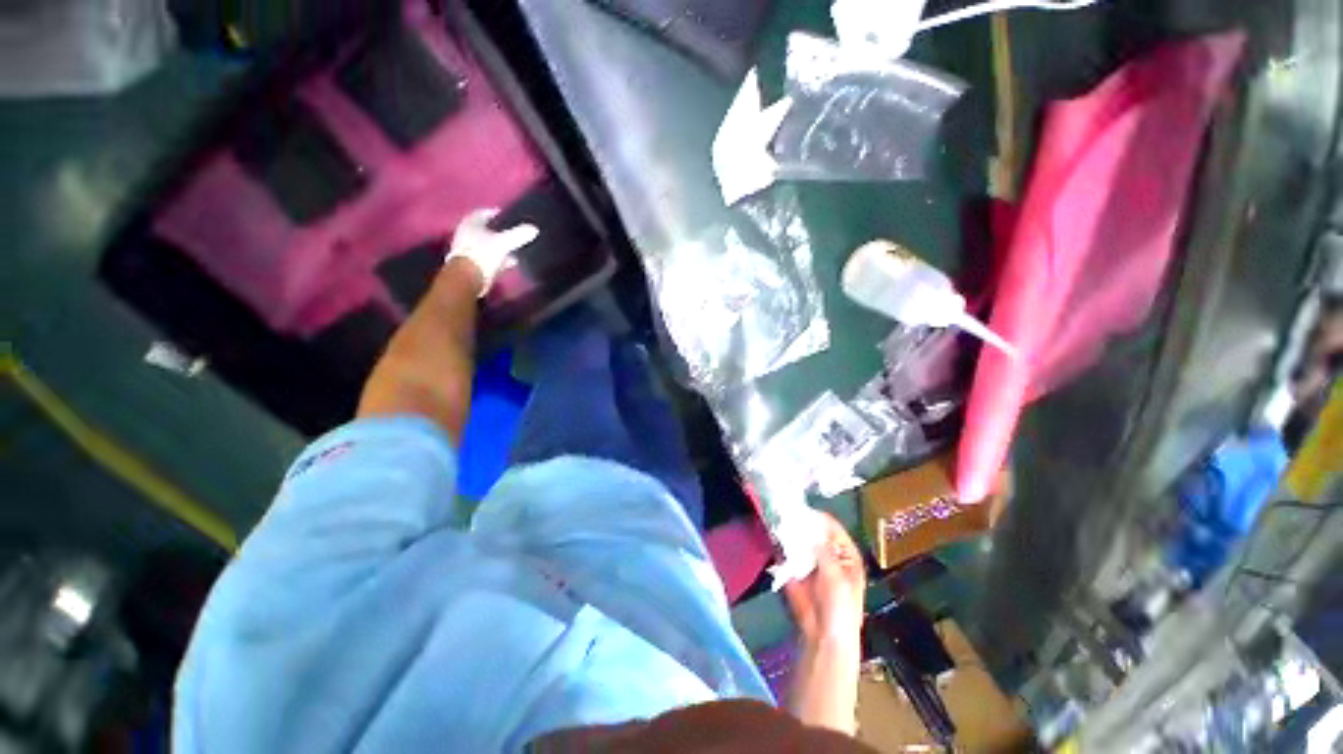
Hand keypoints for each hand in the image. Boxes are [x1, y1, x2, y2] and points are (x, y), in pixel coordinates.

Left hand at [445, 208, 538, 295]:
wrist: (469, 279)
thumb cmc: (483, 254)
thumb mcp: (504, 242)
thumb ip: (519, 235)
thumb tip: (534, 228)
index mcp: (471, 224)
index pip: (483, 213)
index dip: (495, 213)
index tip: (508, 215)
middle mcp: (467, 234)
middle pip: (486, 230)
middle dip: (500, 231)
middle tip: (514, 232)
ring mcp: (469, 250)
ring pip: (489, 245)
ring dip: (501, 247)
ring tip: (516, 248)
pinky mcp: (474, 265)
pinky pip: (490, 258)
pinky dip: (500, 259)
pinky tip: (512, 262)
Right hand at [783, 511, 865, 644]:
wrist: (823, 634)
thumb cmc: (840, 608)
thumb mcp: (836, 577)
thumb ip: (823, 551)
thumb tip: (810, 528)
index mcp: (845, 553)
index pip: (832, 527)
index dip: (819, 518)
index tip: (803, 510)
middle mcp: (827, 552)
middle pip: (812, 530)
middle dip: (800, 522)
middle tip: (786, 512)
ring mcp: (808, 559)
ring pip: (797, 538)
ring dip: (788, 530)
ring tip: (777, 520)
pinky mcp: (793, 567)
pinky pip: (785, 550)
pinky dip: (779, 543)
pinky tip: (773, 535)